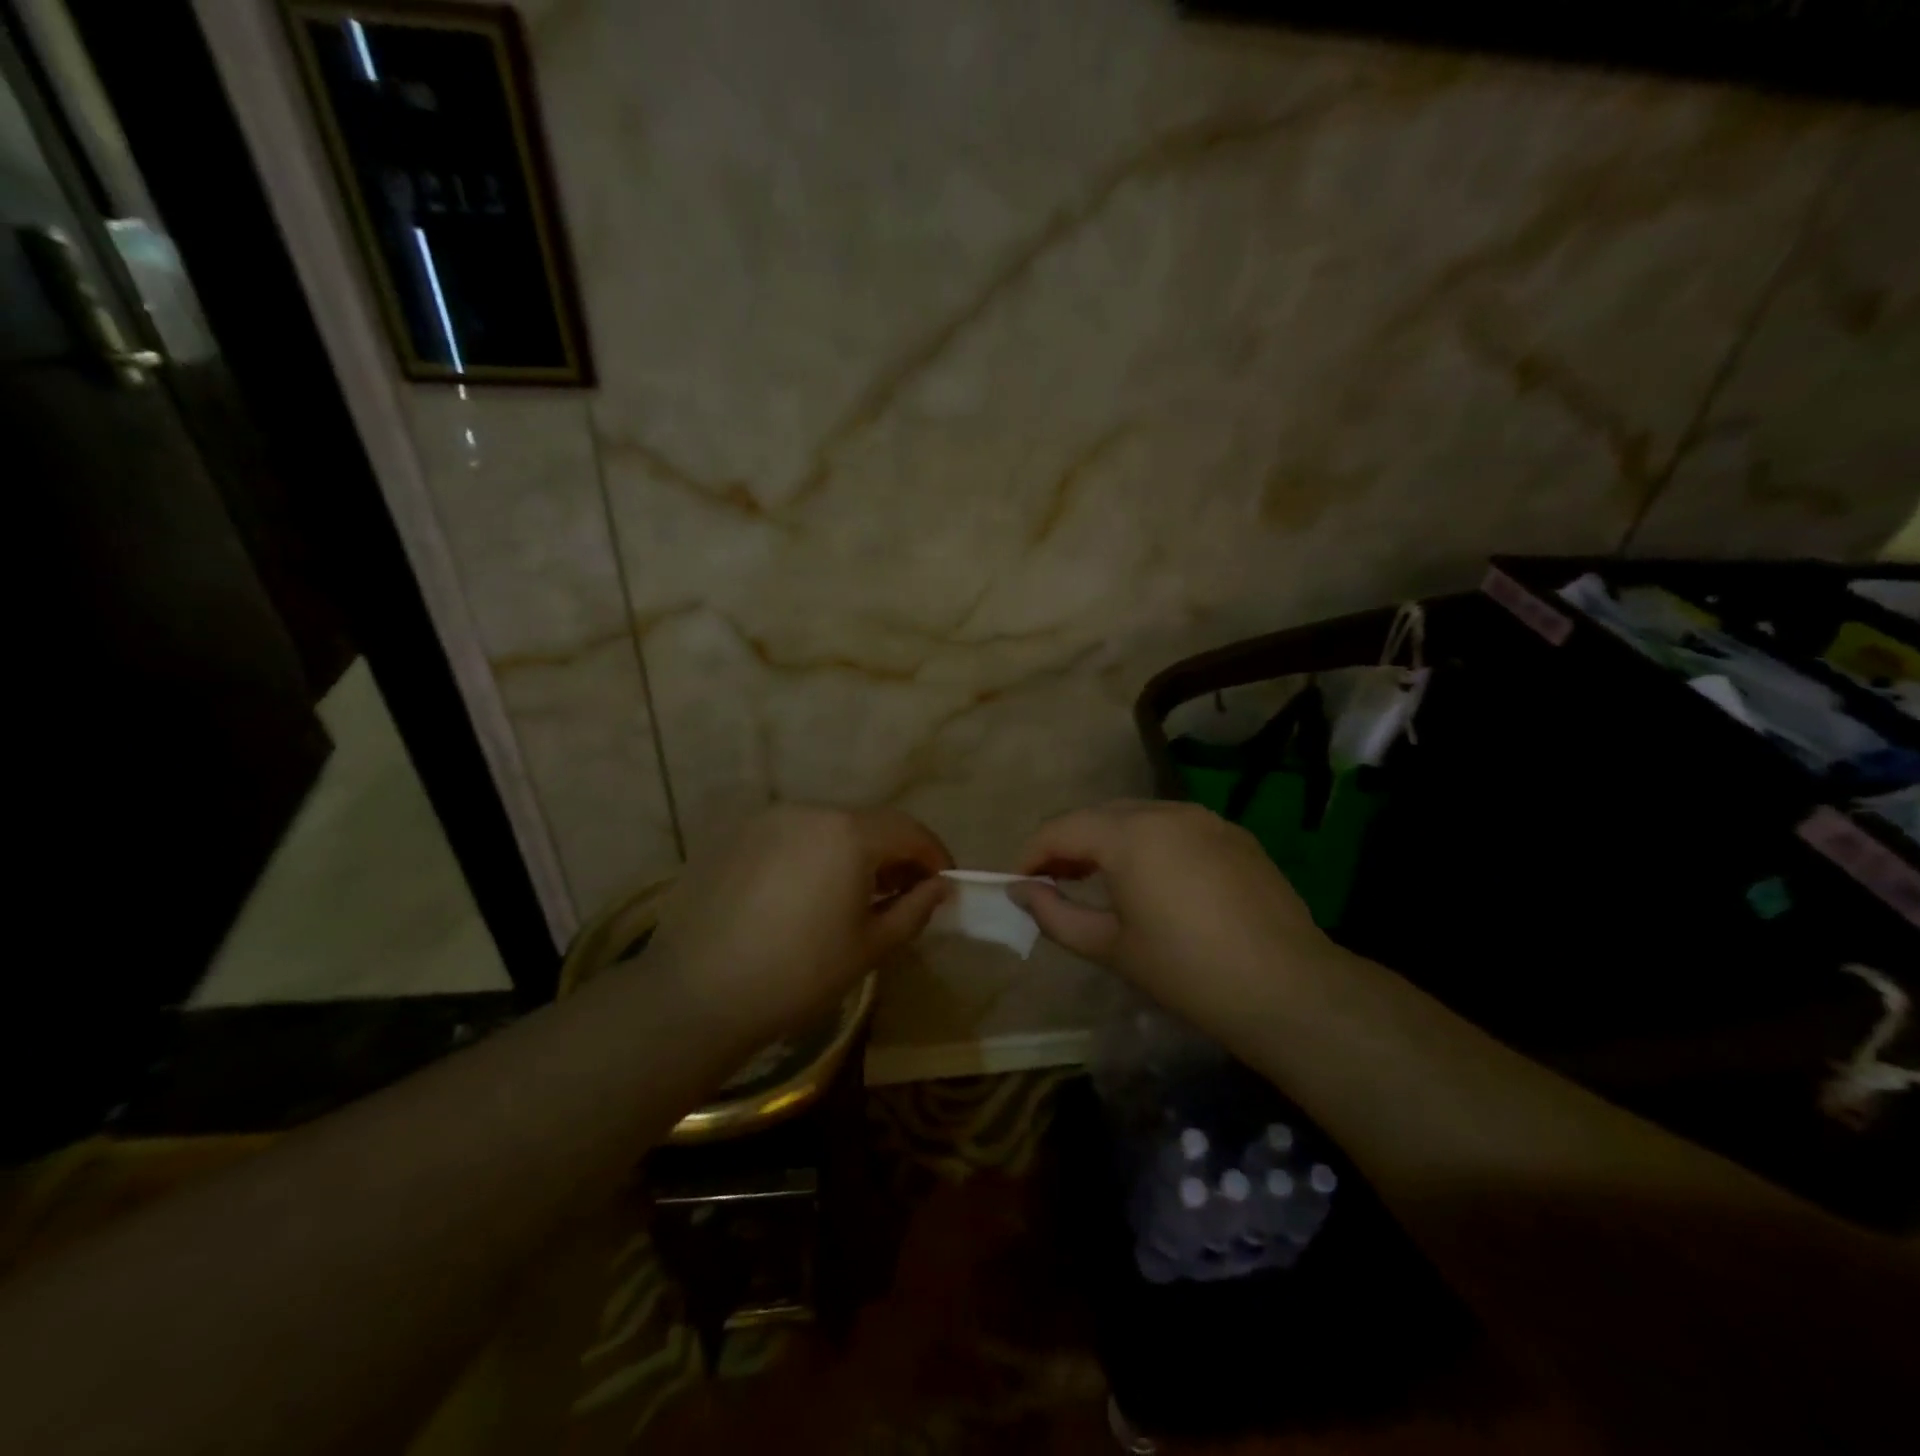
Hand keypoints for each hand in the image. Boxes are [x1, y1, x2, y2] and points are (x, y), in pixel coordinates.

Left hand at [642, 804, 952, 1039]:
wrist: (697, 994)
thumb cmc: (798, 974)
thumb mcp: (869, 947)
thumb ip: (913, 909)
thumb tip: (938, 887)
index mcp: (848, 834)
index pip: (907, 829)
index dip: (932, 853)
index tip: (943, 882)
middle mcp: (809, 812)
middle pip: (866, 824)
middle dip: (892, 853)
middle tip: (903, 891)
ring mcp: (766, 820)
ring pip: (826, 828)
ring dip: (850, 853)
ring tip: (852, 894)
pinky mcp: (735, 837)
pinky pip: (790, 837)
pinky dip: (811, 856)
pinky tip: (803, 894)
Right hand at [1009, 799, 1334, 1031]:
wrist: (1288, 989)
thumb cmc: (1186, 971)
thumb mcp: (1110, 947)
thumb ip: (1054, 914)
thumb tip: (1022, 890)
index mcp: (1129, 834)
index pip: (1062, 828)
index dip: (1032, 853)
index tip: (1019, 883)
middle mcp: (1165, 811)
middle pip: (1100, 815)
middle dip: (1070, 844)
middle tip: (1054, 882)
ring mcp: (1206, 819)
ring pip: (1139, 817)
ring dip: (1110, 841)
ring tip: (1100, 880)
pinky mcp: (1235, 836)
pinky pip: (1175, 828)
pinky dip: (1150, 844)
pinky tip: (1155, 881)